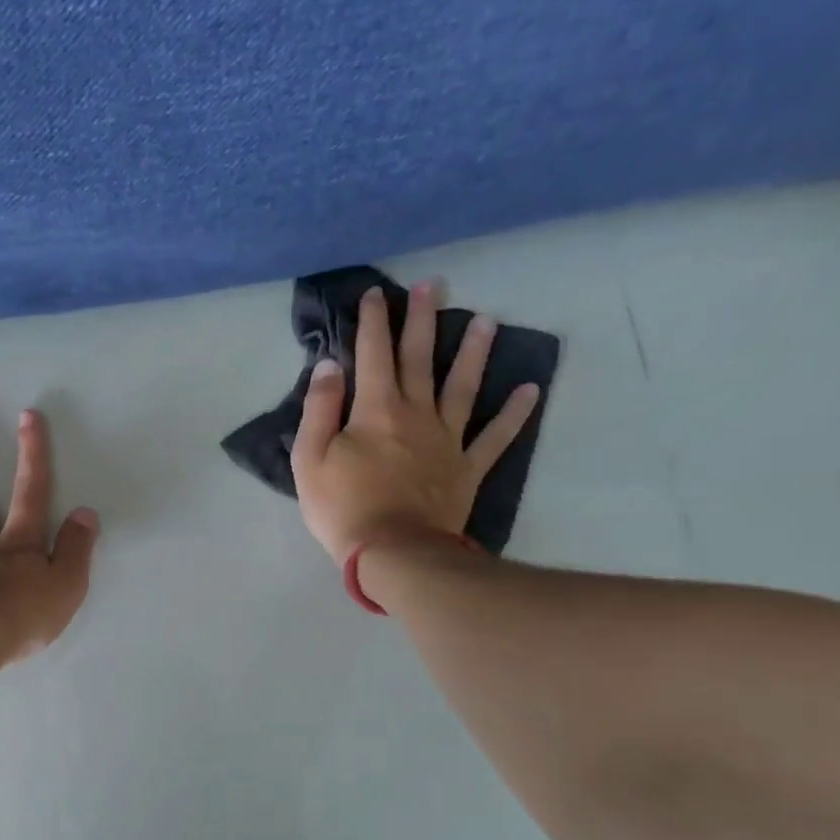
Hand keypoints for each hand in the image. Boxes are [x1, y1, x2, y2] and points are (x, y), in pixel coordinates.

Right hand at [291, 282, 539, 562]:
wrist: (393, 552)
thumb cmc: (342, 507)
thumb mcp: (310, 459)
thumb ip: (319, 409)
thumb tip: (330, 366)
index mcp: (375, 410)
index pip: (373, 355)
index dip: (373, 322)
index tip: (376, 294)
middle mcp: (416, 414)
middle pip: (419, 359)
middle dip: (422, 320)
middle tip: (432, 286)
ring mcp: (447, 440)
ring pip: (462, 387)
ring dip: (473, 352)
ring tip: (487, 320)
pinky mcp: (466, 468)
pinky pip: (495, 437)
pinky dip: (513, 414)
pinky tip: (529, 390)